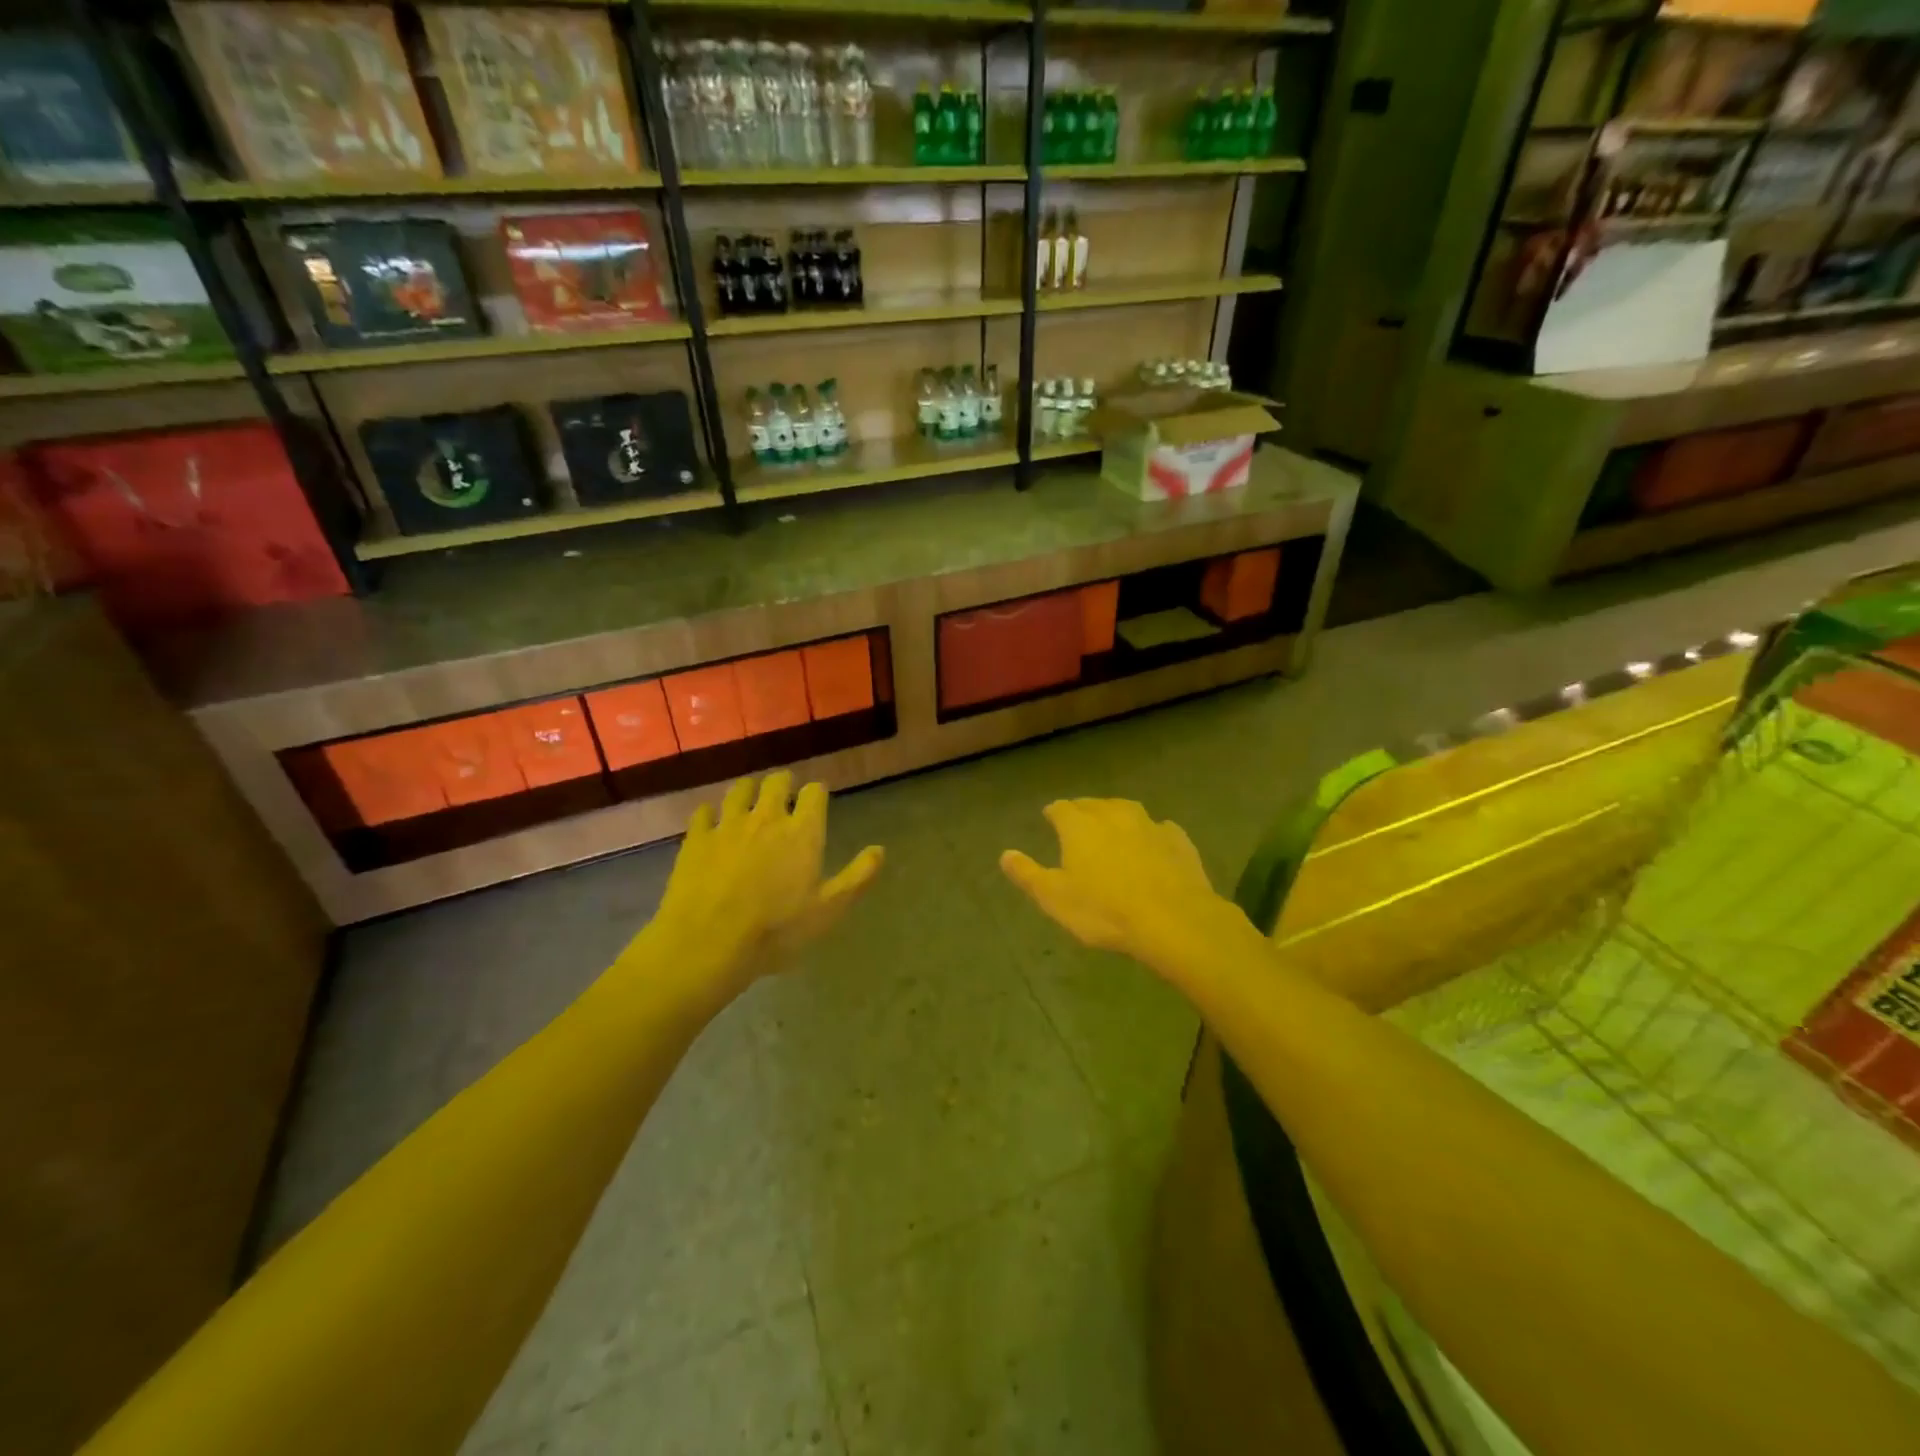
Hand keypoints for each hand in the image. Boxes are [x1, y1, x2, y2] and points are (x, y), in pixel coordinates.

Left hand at [639, 772, 883, 1007]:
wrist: (708, 942)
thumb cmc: (776, 929)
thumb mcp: (828, 910)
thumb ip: (857, 877)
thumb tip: (879, 850)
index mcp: (803, 832)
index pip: (814, 793)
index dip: (817, 792)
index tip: (817, 798)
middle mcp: (767, 818)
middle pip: (776, 782)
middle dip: (783, 783)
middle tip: (784, 793)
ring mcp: (728, 825)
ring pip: (739, 790)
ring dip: (748, 791)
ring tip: (749, 799)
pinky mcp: (696, 838)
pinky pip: (703, 812)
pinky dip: (710, 813)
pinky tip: (711, 821)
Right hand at [1001, 799, 1260, 984]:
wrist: (1173, 919)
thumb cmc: (1104, 910)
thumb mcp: (1055, 898)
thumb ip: (1028, 874)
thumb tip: (1005, 854)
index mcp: (1080, 825)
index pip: (1060, 809)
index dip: (1053, 813)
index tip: (1050, 818)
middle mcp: (1113, 814)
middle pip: (1093, 805)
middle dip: (1083, 811)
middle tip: (1079, 825)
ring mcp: (1149, 824)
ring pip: (1127, 810)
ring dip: (1117, 817)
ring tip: (1113, 829)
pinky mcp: (1178, 839)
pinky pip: (1159, 828)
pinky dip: (1150, 834)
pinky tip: (1152, 846)